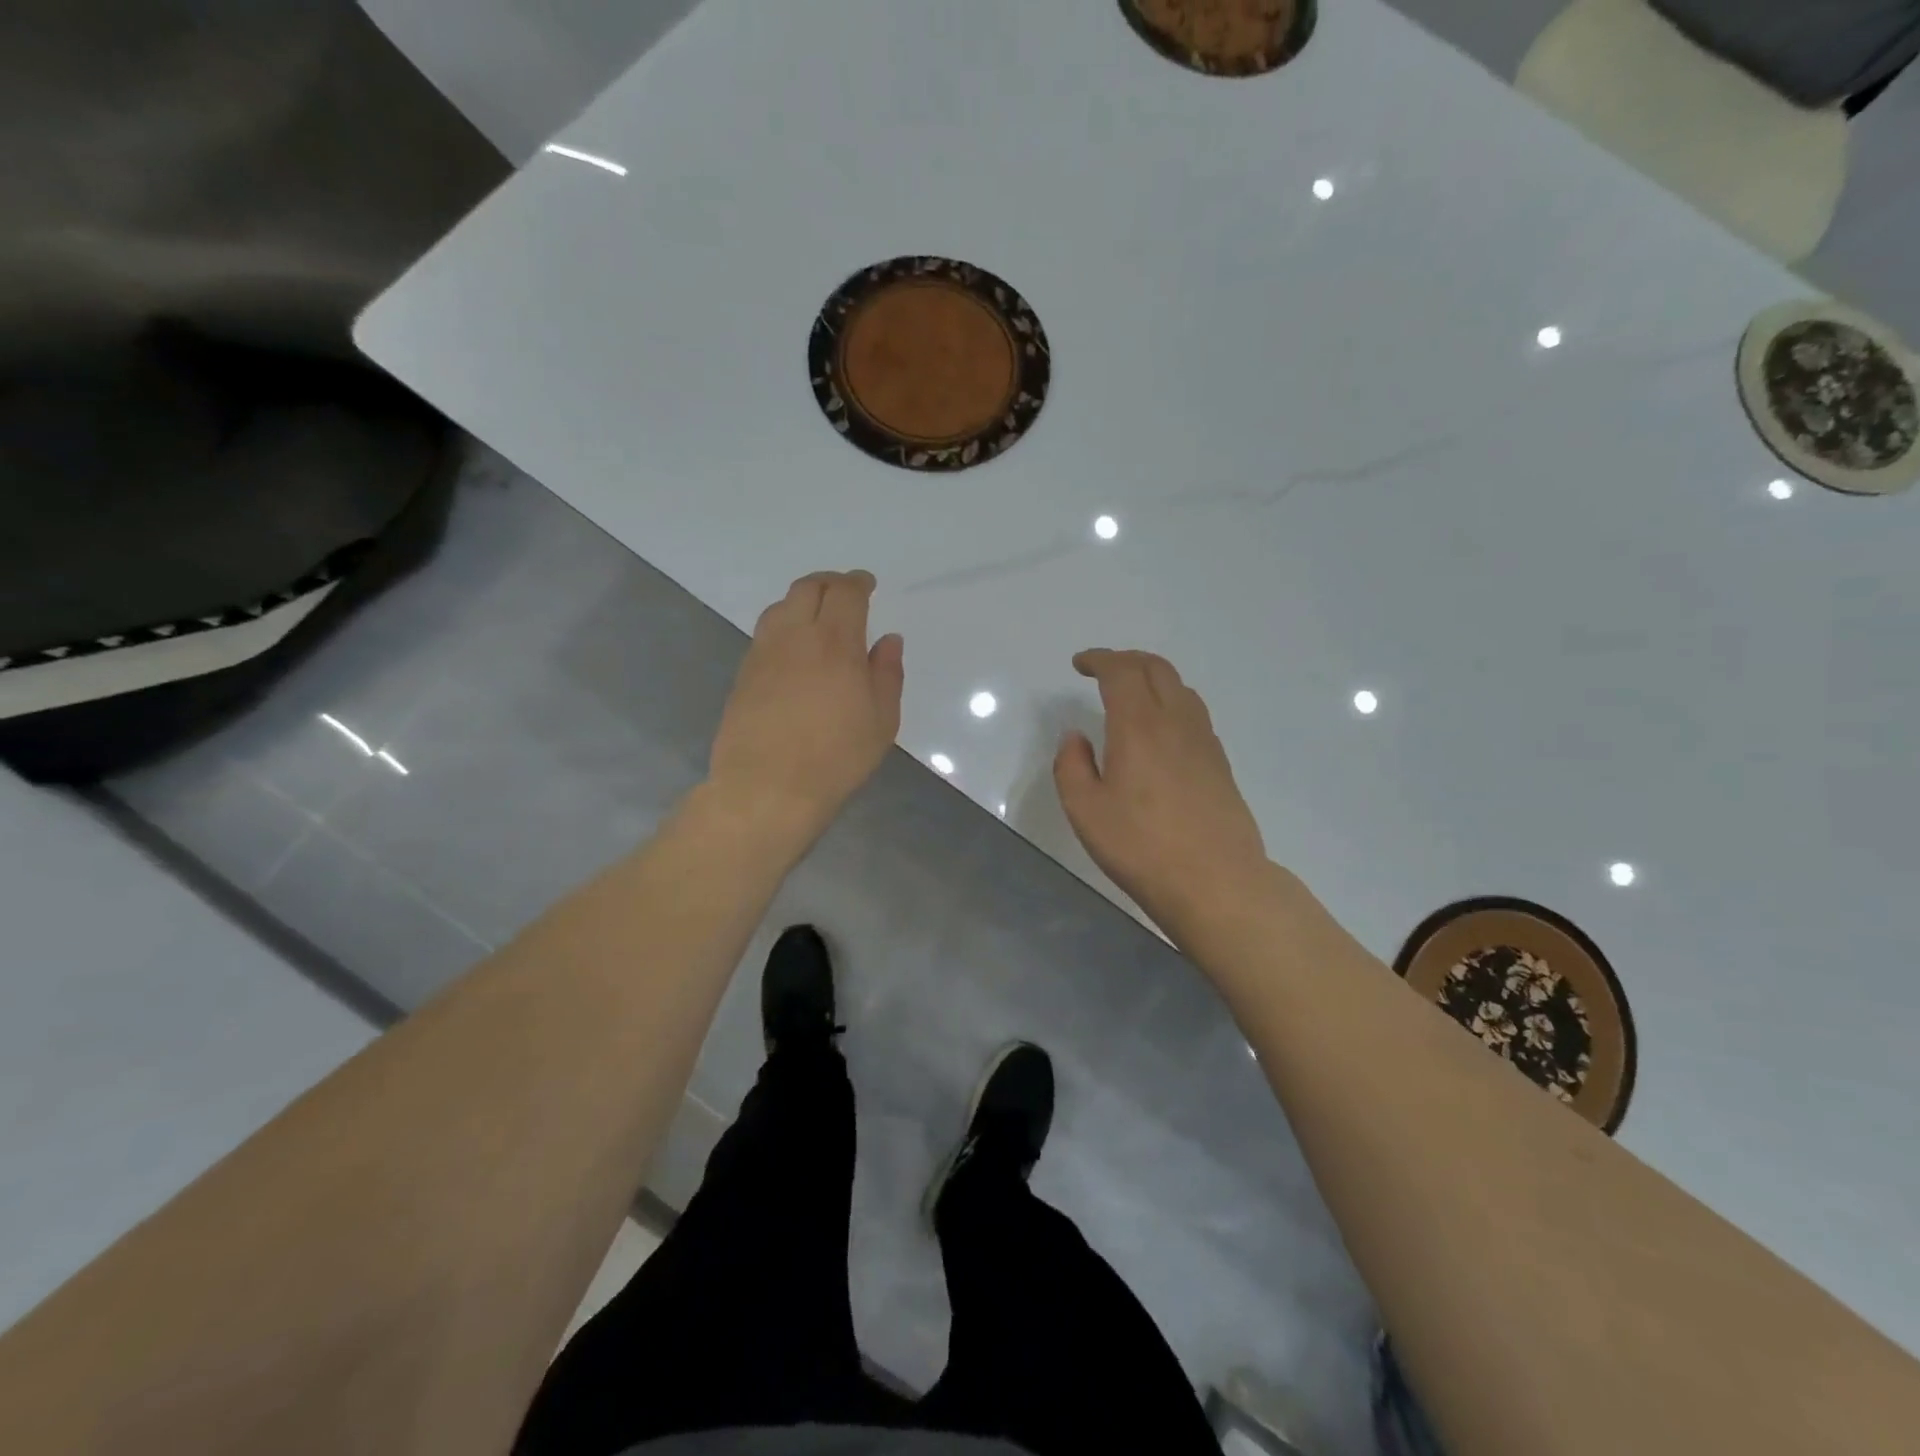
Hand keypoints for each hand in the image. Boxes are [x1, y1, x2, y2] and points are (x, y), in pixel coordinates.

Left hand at [708, 570, 903, 843]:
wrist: (767, 787)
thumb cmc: (836, 756)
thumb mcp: (881, 720)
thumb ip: (887, 674)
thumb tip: (888, 640)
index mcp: (835, 642)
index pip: (844, 593)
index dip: (857, 582)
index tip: (866, 584)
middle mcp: (795, 636)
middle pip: (807, 588)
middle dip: (828, 583)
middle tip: (843, 591)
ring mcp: (763, 653)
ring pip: (780, 607)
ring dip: (801, 600)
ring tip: (816, 615)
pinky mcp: (743, 674)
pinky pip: (765, 633)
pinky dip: (784, 626)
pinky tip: (793, 648)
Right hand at [1054, 650, 1270, 941]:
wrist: (1216, 881)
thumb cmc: (1141, 846)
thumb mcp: (1085, 810)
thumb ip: (1071, 766)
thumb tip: (1076, 738)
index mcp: (1138, 726)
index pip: (1121, 672)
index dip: (1099, 660)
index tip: (1080, 664)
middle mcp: (1175, 722)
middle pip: (1156, 668)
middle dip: (1126, 660)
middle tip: (1103, 670)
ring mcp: (1204, 741)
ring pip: (1180, 688)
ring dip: (1152, 677)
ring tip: (1131, 693)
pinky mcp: (1220, 763)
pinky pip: (1194, 712)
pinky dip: (1171, 701)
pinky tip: (1160, 729)